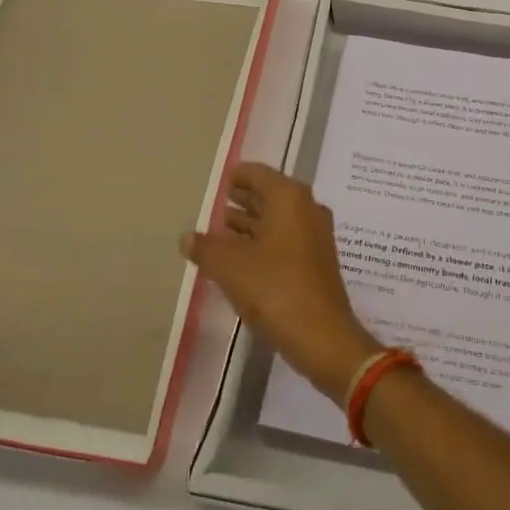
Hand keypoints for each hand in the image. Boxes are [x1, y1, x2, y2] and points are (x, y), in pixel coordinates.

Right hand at [182, 163, 380, 404]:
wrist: (322, 336)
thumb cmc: (275, 289)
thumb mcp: (230, 267)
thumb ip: (205, 248)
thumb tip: (187, 237)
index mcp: (288, 198)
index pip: (257, 174)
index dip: (236, 176)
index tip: (216, 182)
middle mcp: (306, 208)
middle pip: (268, 195)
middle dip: (241, 200)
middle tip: (213, 206)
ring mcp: (315, 235)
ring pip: (277, 219)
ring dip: (250, 223)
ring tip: (219, 231)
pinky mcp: (316, 260)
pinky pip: (285, 239)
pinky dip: (263, 241)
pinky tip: (240, 258)